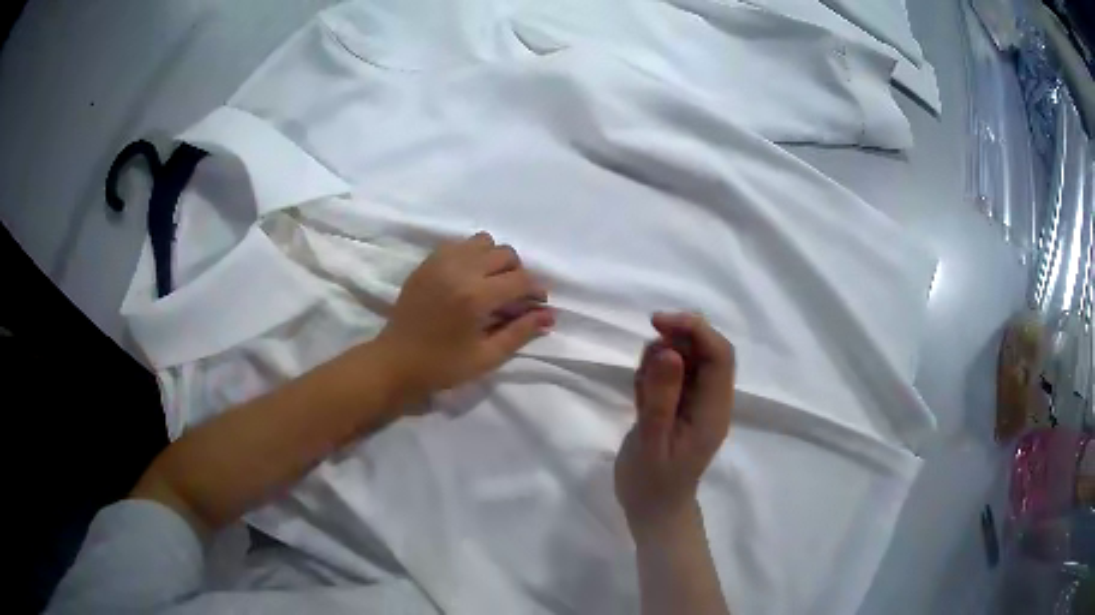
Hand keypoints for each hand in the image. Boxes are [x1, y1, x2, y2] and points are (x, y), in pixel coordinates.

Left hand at [375, 232, 554, 403]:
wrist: (395, 362)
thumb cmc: (442, 367)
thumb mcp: (487, 357)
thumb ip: (520, 332)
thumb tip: (549, 316)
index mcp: (476, 297)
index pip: (521, 280)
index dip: (536, 291)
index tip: (538, 305)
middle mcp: (460, 270)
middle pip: (505, 254)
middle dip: (517, 273)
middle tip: (513, 297)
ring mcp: (440, 262)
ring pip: (483, 241)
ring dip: (494, 259)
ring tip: (490, 284)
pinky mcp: (427, 263)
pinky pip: (459, 244)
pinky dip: (471, 255)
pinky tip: (468, 278)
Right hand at [615, 312, 735, 538]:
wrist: (652, 510)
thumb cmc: (653, 483)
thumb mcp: (653, 442)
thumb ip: (661, 397)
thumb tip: (670, 350)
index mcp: (714, 409)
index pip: (720, 354)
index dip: (695, 329)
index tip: (658, 322)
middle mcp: (711, 400)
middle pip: (705, 350)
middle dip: (676, 339)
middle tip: (644, 359)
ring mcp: (695, 401)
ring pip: (686, 358)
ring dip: (660, 358)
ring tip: (640, 390)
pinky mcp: (678, 404)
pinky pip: (670, 373)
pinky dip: (652, 373)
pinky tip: (640, 395)